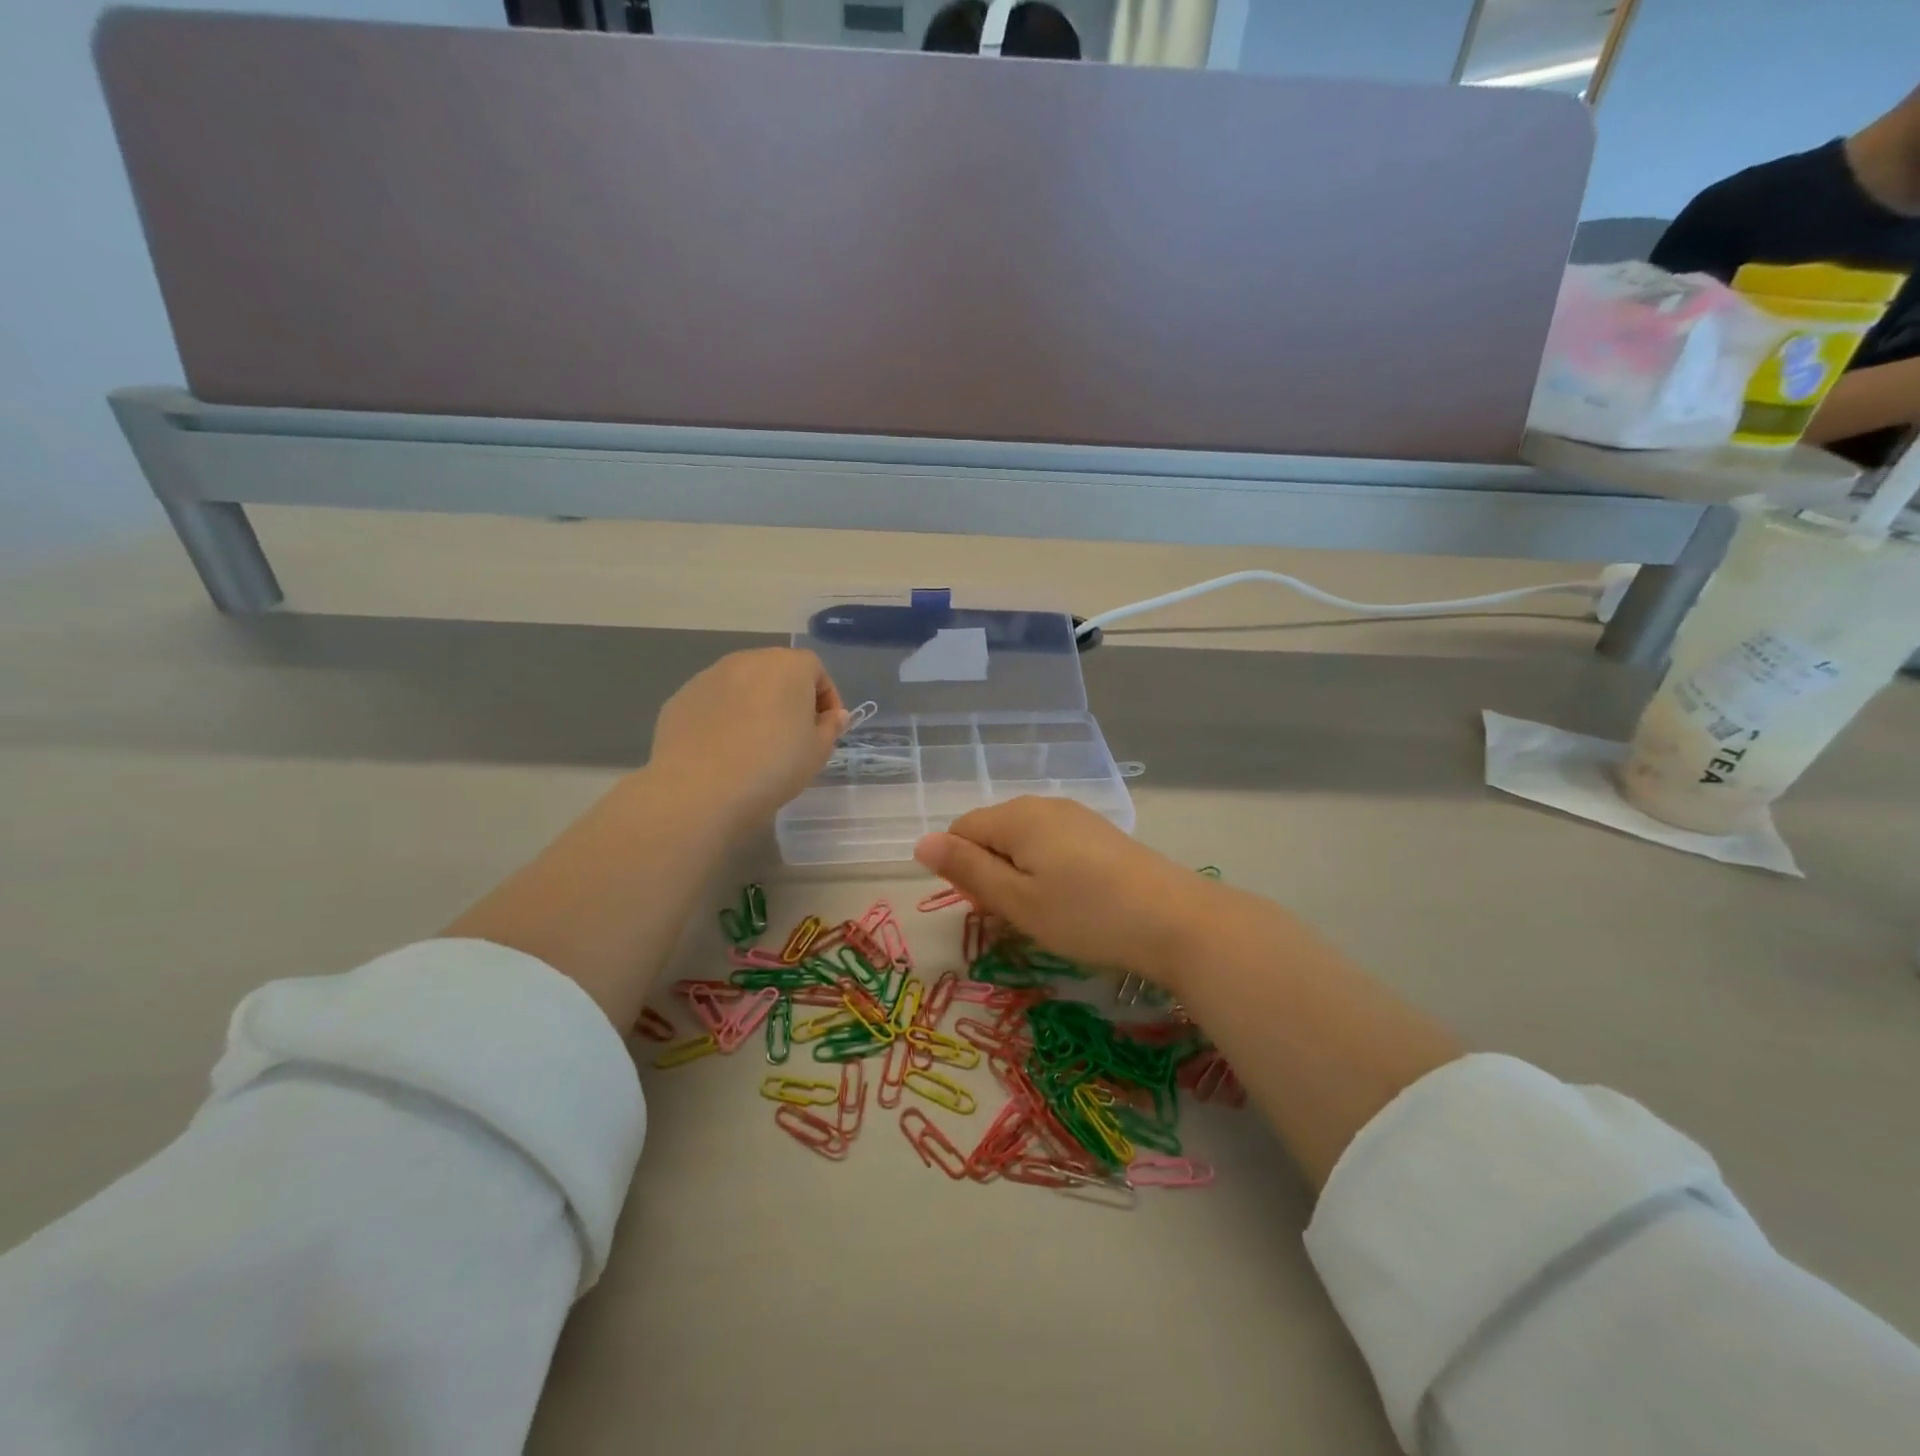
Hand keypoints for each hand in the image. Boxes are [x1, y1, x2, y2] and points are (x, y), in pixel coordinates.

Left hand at [648, 648, 846, 828]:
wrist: (699, 788)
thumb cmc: (773, 765)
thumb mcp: (817, 752)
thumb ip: (830, 727)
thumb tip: (833, 715)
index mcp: (788, 666)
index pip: (815, 670)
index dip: (826, 699)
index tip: (826, 729)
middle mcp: (748, 660)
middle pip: (777, 672)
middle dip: (789, 698)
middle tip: (792, 735)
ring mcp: (709, 676)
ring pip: (742, 685)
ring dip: (754, 705)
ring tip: (755, 744)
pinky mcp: (681, 698)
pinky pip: (714, 703)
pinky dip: (723, 718)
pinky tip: (723, 750)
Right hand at [913, 797, 1221, 987]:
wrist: (1175, 921)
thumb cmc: (1085, 915)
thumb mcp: (1016, 900)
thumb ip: (967, 870)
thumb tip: (920, 842)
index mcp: (1016, 816)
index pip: (960, 830)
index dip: (962, 871)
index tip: (988, 909)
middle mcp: (1044, 805)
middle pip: (992, 833)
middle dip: (991, 872)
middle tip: (1017, 916)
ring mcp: (1076, 816)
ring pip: (1023, 841)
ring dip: (1019, 875)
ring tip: (1045, 913)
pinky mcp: (1100, 833)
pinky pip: (1053, 845)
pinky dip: (1048, 871)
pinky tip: (1073, 901)